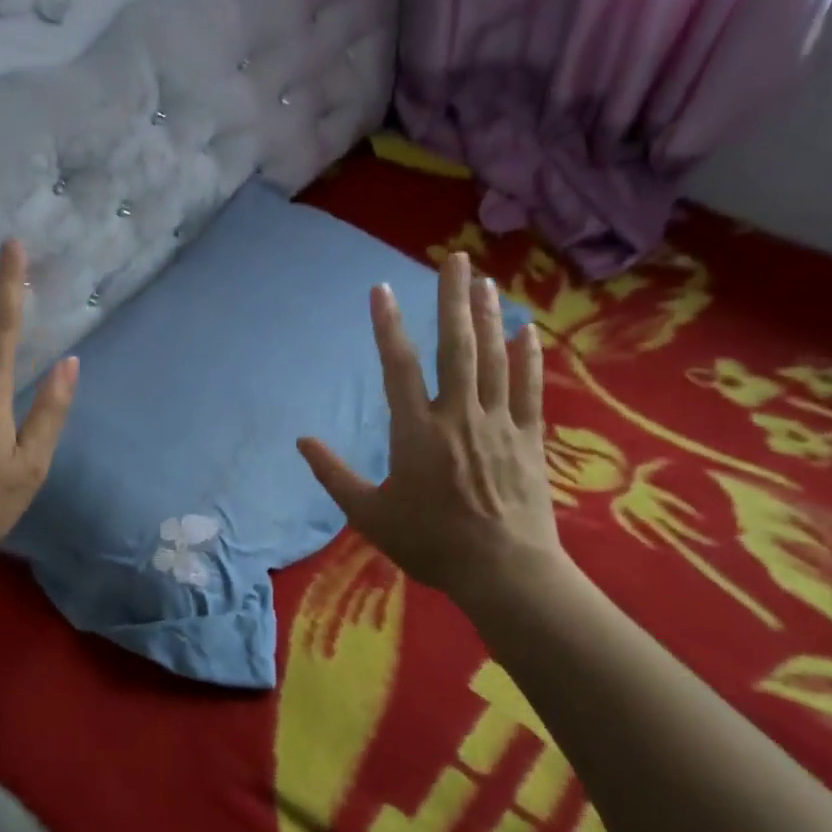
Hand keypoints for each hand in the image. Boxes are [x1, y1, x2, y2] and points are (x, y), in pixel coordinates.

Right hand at [297, 254, 562, 602]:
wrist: (504, 573)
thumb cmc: (430, 543)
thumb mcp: (369, 515)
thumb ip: (333, 474)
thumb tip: (301, 442)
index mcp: (417, 432)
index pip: (398, 366)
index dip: (388, 325)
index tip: (382, 288)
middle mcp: (458, 416)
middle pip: (455, 347)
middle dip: (453, 299)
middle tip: (455, 258)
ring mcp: (499, 424)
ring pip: (494, 359)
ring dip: (488, 316)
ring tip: (485, 280)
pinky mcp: (529, 439)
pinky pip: (529, 390)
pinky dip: (528, 359)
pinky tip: (526, 330)